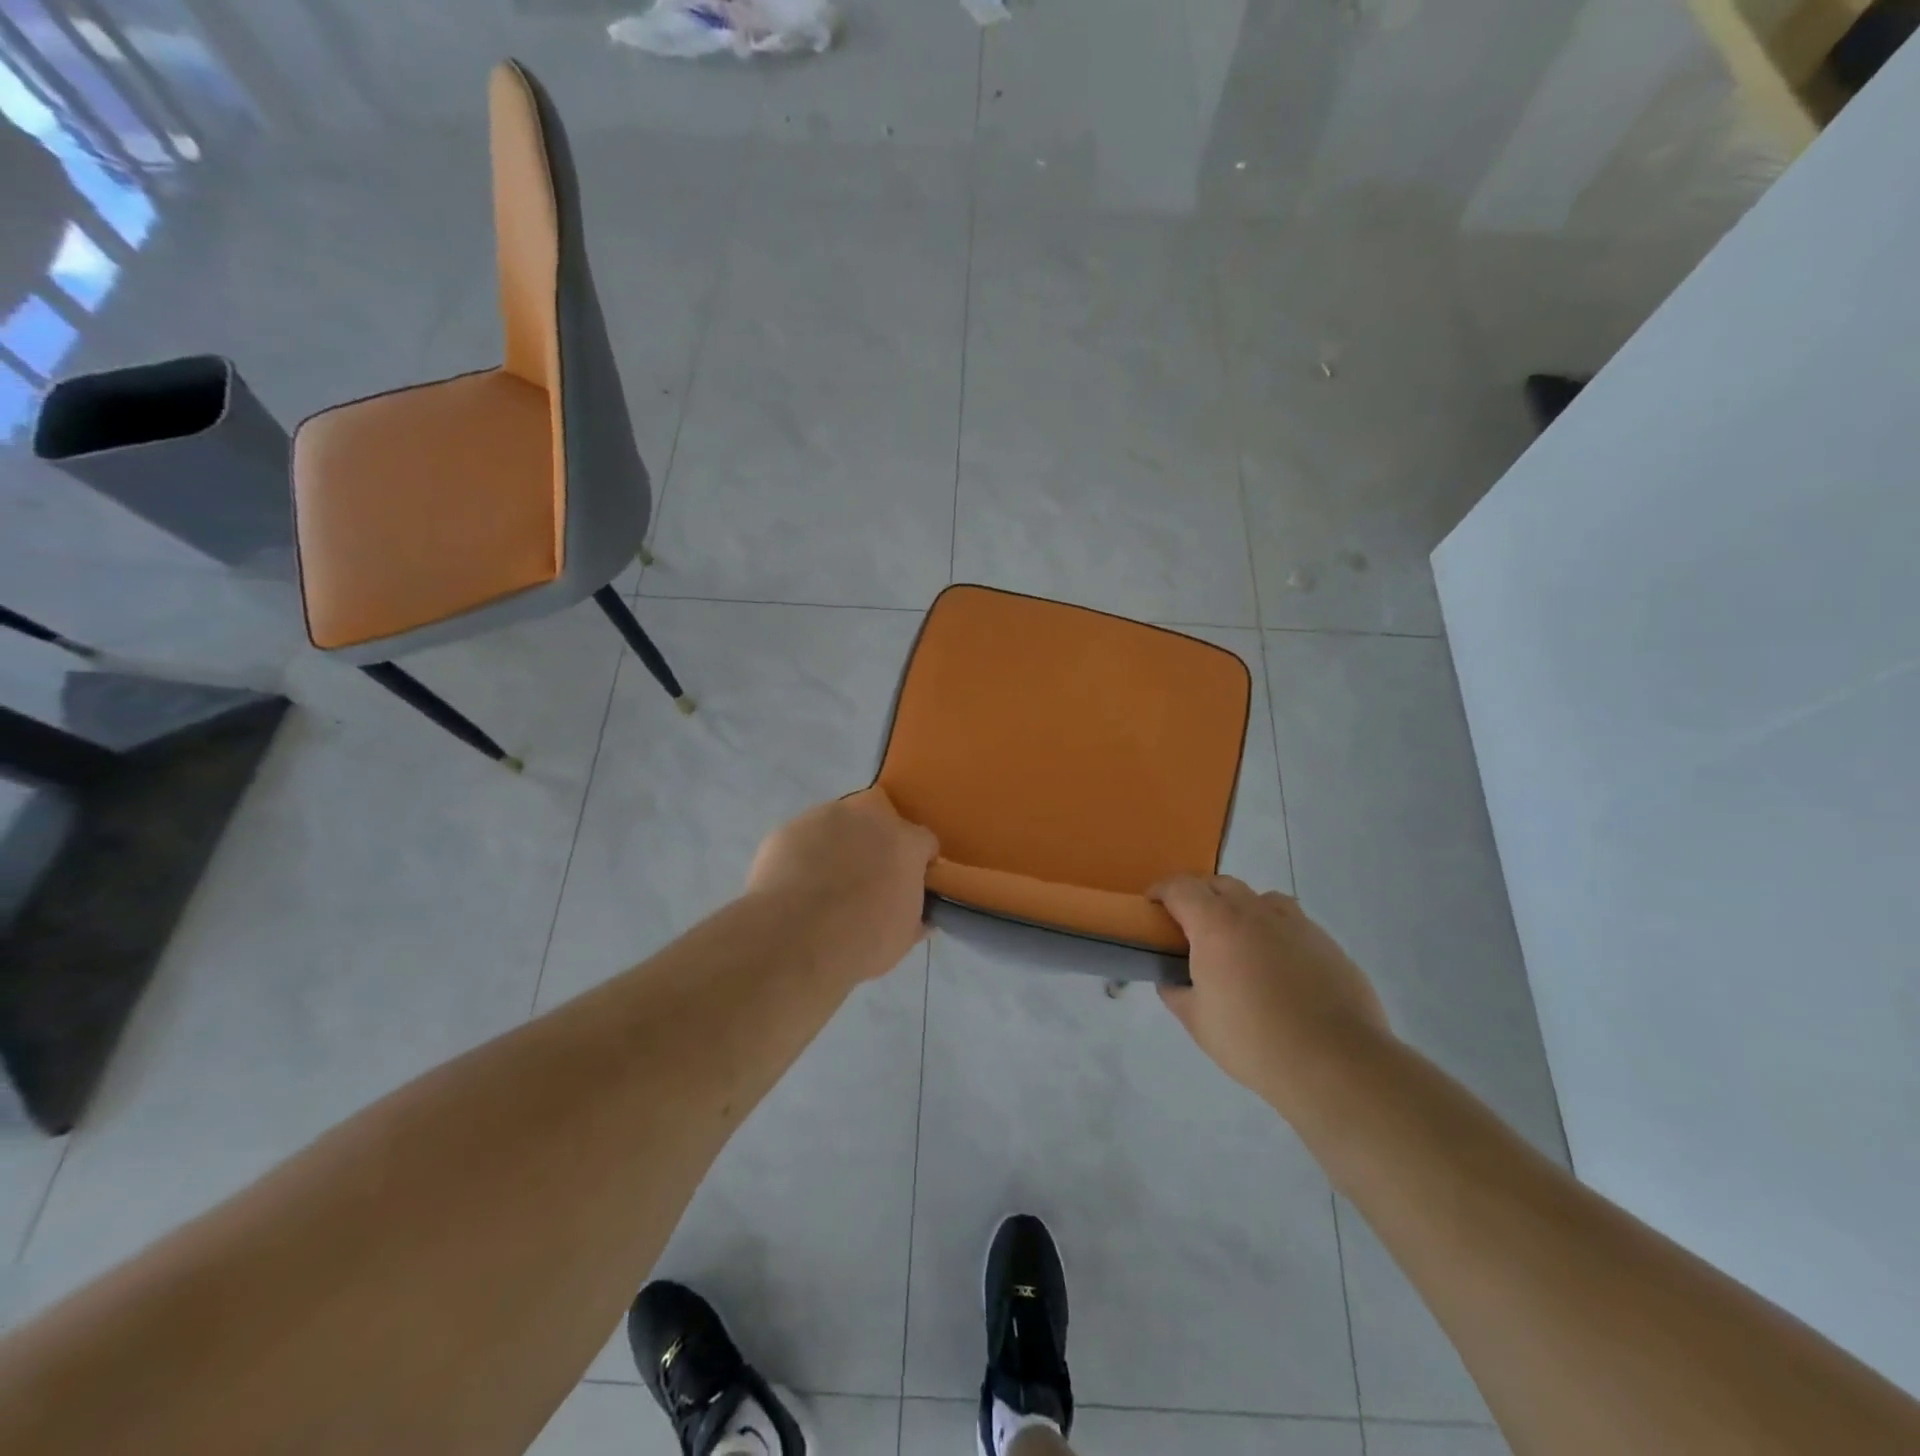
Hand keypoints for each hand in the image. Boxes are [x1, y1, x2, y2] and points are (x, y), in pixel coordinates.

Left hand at [747, 787, 938, 983]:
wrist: (792, 939)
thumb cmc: (860, 941)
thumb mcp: (903, 938)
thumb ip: (916, 916)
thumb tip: (921, 917)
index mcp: (905, 843)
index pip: (924, 842)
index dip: (919, 864)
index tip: (910, 886)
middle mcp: (869, 818)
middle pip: (881, 822)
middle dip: (879, 844)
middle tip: (869, 879)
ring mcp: (826, 817)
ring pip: (841, 824)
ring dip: (841, 845)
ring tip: (827, 882)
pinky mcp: (790, 828)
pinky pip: (806, 837)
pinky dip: (806, 854)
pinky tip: (797, 884)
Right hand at [1152, 875, 1390, 1116]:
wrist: (1336, 1063)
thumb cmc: (1254, 1041)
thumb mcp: (1198, 1022)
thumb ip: (1177, 993)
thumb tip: (1172, 980)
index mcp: (1216, 925)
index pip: (1181, 888)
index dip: (1161, 891)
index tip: (1152, 903)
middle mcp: (1255, 912)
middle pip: (1220, 884)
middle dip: (1200, 895)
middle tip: (1191, 925)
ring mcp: (1296, 924)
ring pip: (1260, 898)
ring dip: (1241, 909)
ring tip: (1238, 940)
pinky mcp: (1326, 943)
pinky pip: (1292, 923)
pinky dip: (1274, 932)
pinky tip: (1278, 966)